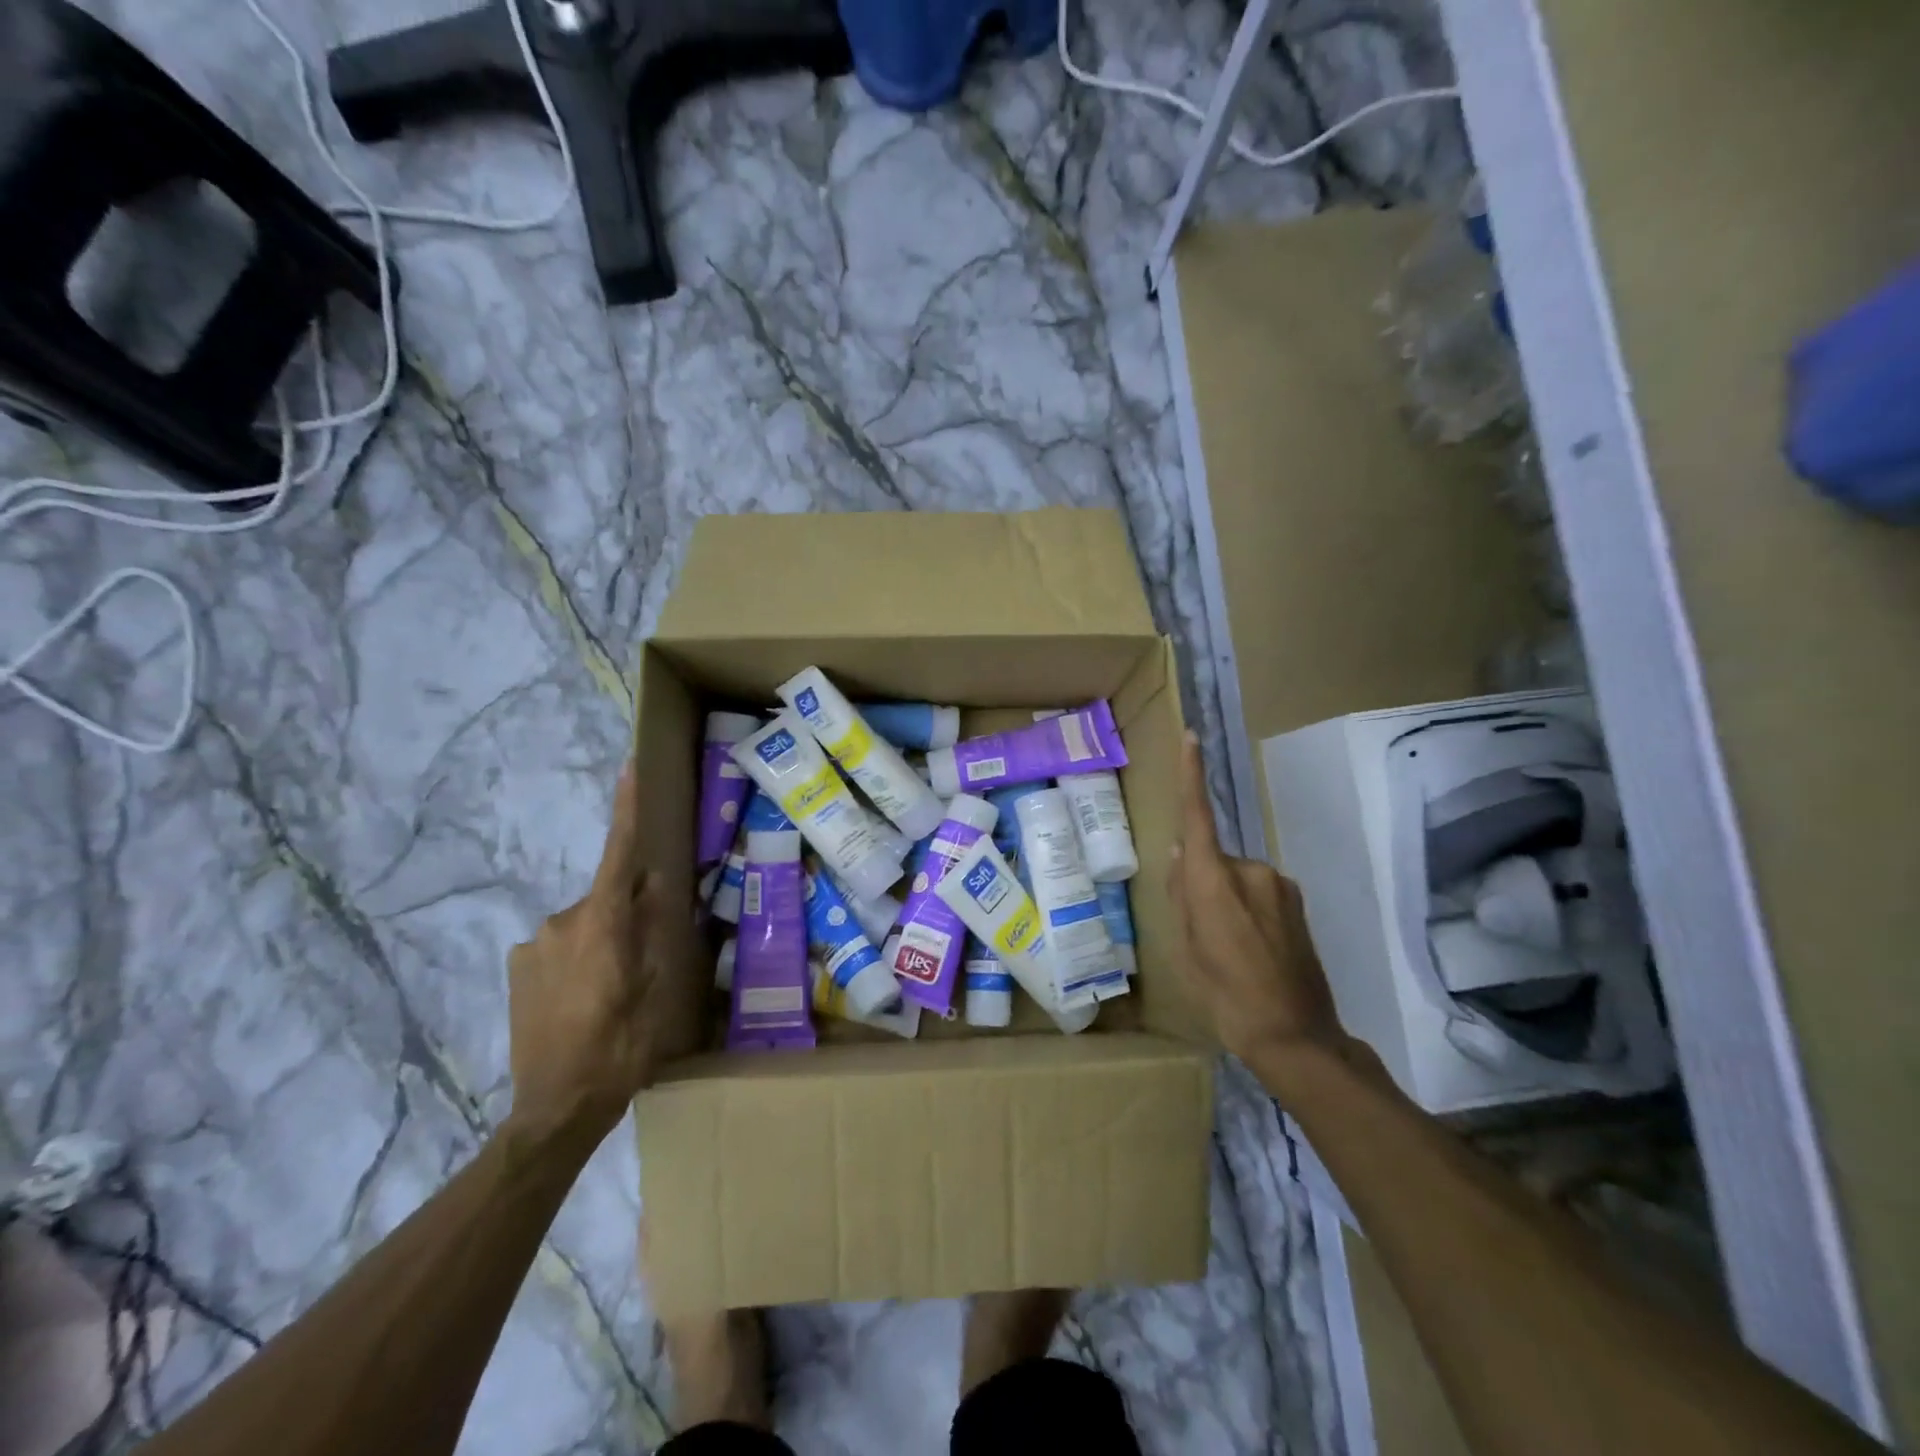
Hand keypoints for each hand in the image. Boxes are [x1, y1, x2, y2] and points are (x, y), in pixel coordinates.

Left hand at [507, 763, 666, 1147]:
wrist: (553, 1110)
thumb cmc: (619, 1048)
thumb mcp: (656, 990)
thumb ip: (654, 932)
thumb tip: (653, 888)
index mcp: (601, 924)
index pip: (619, 854)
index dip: (626, 810)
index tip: (630, 767)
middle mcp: (560, 923)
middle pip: (606, 898)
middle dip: (628, 912)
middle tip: (648, 954)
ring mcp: (532, 947)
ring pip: (584, 925)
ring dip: (604, 940)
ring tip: (617, 989)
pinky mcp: (517, 969)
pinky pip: (560, 947)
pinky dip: (579, 959)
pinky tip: (587, 1000)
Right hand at [1168, 730, 1342, 1066]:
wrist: (1296, 1035)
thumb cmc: (1225, 996)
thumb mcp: (1186, 950)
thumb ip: (1181, 896)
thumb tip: (1181, 854)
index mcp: (1213, 881)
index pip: (1198, 817)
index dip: (1191, 775)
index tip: (1191, 737)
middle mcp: (1250, 871)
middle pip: (1213, 859)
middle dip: (1202, 881)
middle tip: (1202, 933)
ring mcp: (1279, 885)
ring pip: (1237, 878)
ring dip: (1227, 899)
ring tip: (1231, 950)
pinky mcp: (1297, 902)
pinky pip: (1259, 893)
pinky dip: (1249, 911)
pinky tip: (1253, 951)